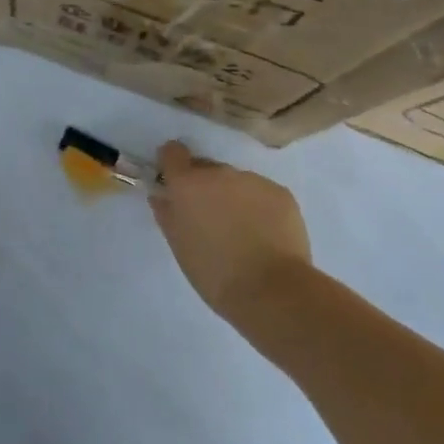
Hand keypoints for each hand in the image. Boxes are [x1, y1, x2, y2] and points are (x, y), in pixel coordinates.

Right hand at [149, 141, 311, 326]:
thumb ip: (167, 214)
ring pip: (235, 181)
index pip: (173, 153)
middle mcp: (220, 173)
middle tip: (210, 218)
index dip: (172, 165)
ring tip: (241, 231)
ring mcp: (253, 180)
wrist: (272, 290)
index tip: (175, 183)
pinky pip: (261, 192)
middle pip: (205, 168)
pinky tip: (263, 234)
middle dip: (204, 186)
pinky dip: (258, 206)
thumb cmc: (214, 273)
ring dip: (232, 196)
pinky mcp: (281, 193)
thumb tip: (162, 195)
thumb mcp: (179, 246)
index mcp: (189, 184)